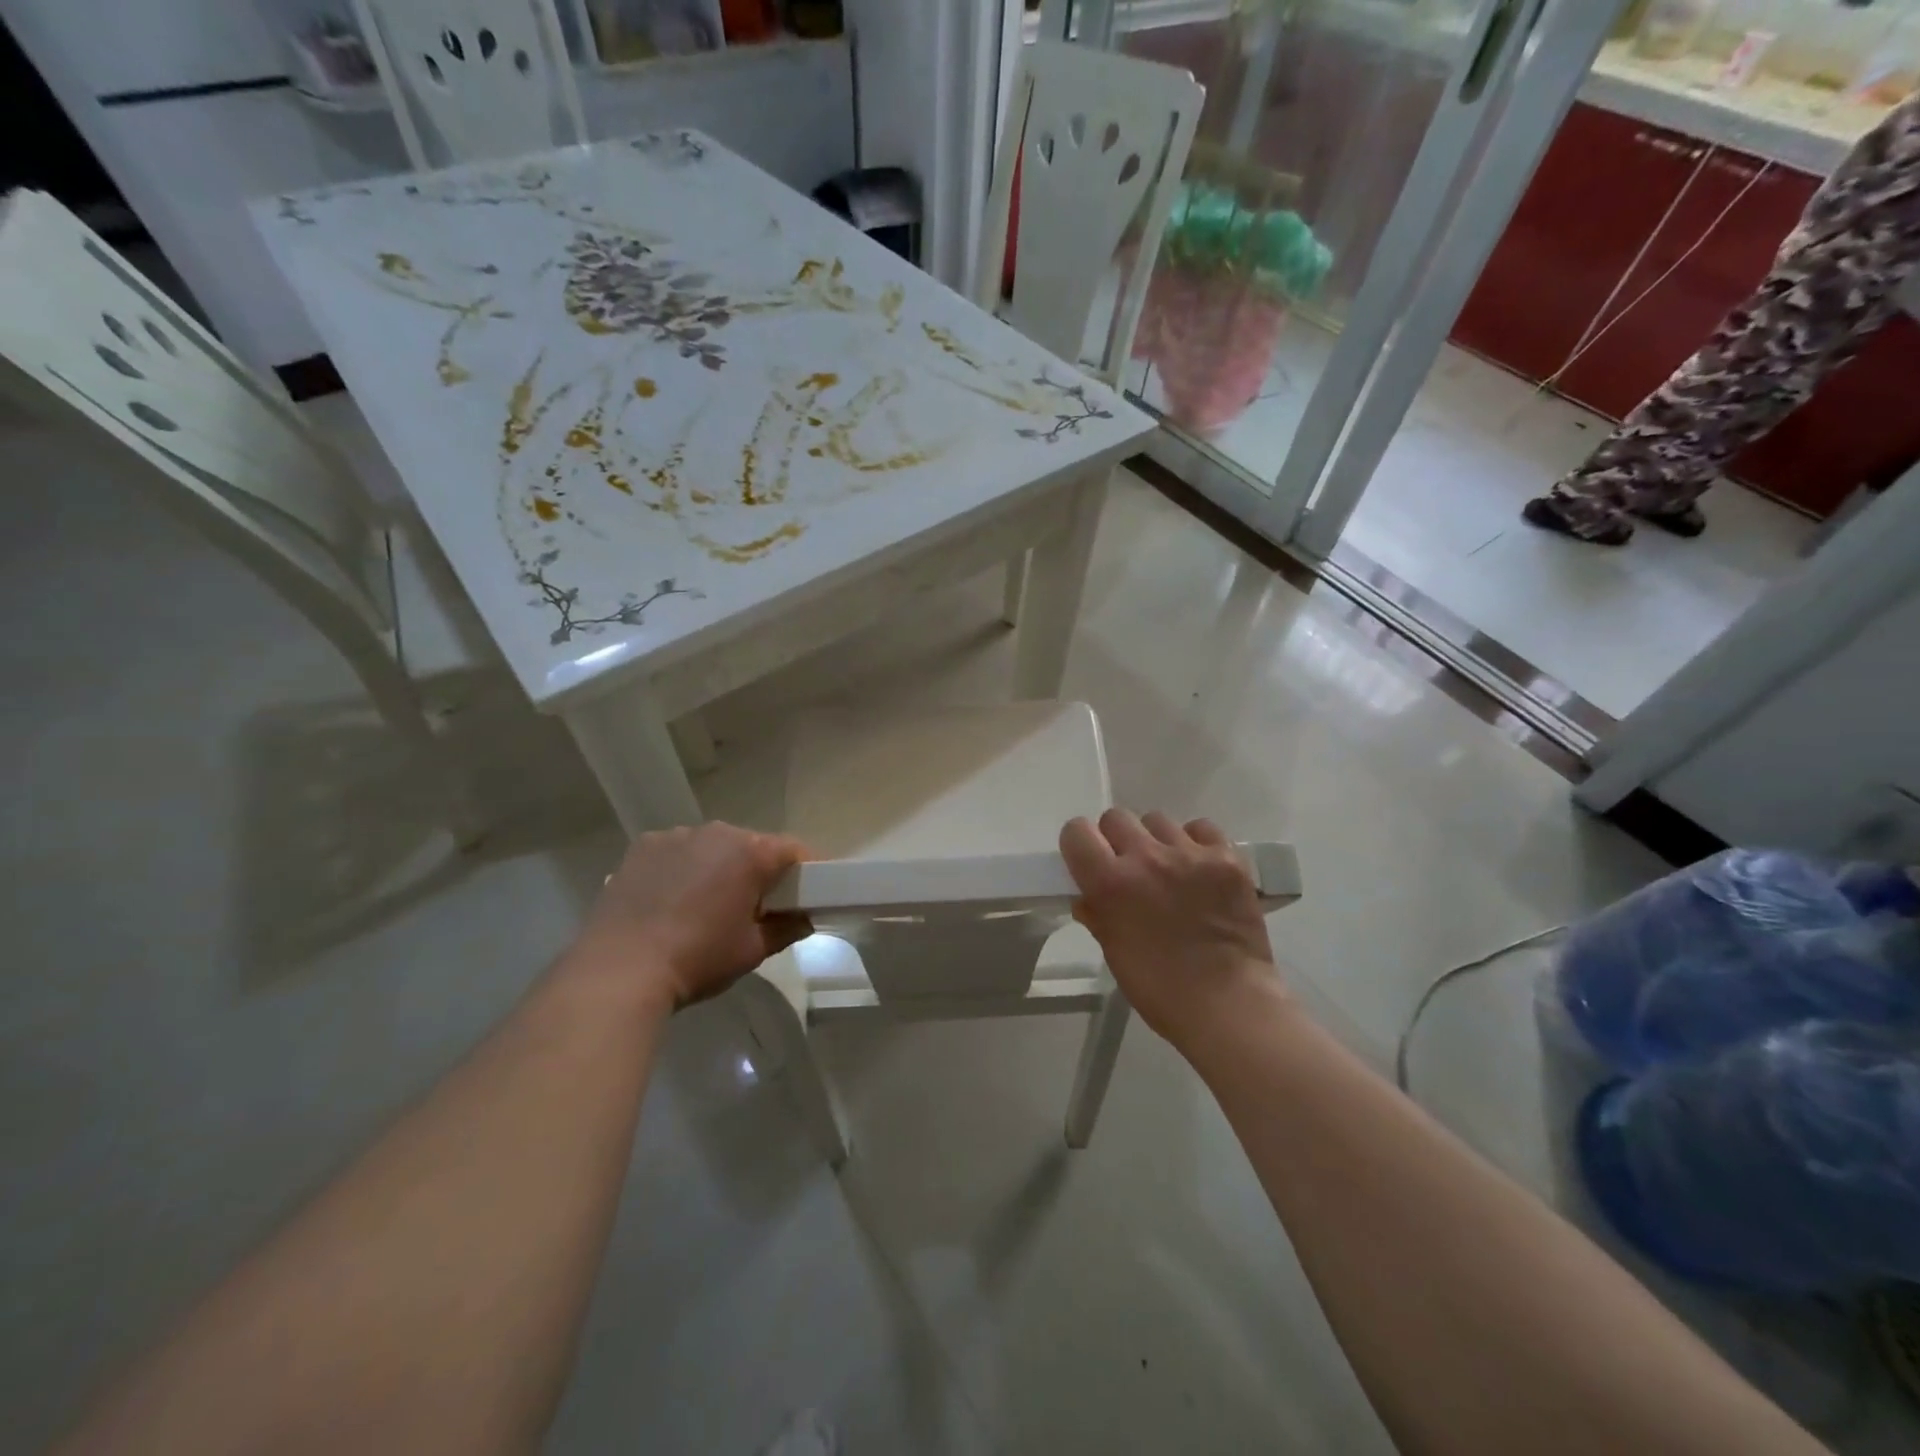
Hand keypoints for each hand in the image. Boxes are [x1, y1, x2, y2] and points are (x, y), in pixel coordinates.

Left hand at [573, 823, 812, 1012]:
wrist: (620, 969)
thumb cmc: (698, 958)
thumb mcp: (753, 950)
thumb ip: (786, 929)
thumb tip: (804, 919)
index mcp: (751, 852)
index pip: (793, 850)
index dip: (806, 870)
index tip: (808, 892)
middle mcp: (716, 832)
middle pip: (750, 845)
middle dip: (758, 870)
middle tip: (756, 905)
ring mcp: (675, 836)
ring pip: (711, 847)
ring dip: (717, 867)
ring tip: (706, 904)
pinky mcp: (641, 848)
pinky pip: (675, 852)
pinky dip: (681, 868)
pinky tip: (670, 900)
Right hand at [1061, 810, 1285, 1054]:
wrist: (1229, 1003)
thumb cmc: (1160, 988)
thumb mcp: (1113, 952)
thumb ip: (1096, 914)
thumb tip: (1087, 896)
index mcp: (1110, 882)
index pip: (1077, 832)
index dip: (1079, 844)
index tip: (1088, 860)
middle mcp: (1146, 857)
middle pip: (1116, 818)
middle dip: (1116, 839)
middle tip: (1129, 867)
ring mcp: (1190, 854)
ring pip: (1158, 820)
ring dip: (1156, 840)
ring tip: (1169, 868)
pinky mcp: (1226, 857)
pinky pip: (1201, 829)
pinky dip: (1195, 843)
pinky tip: (1199, 868)